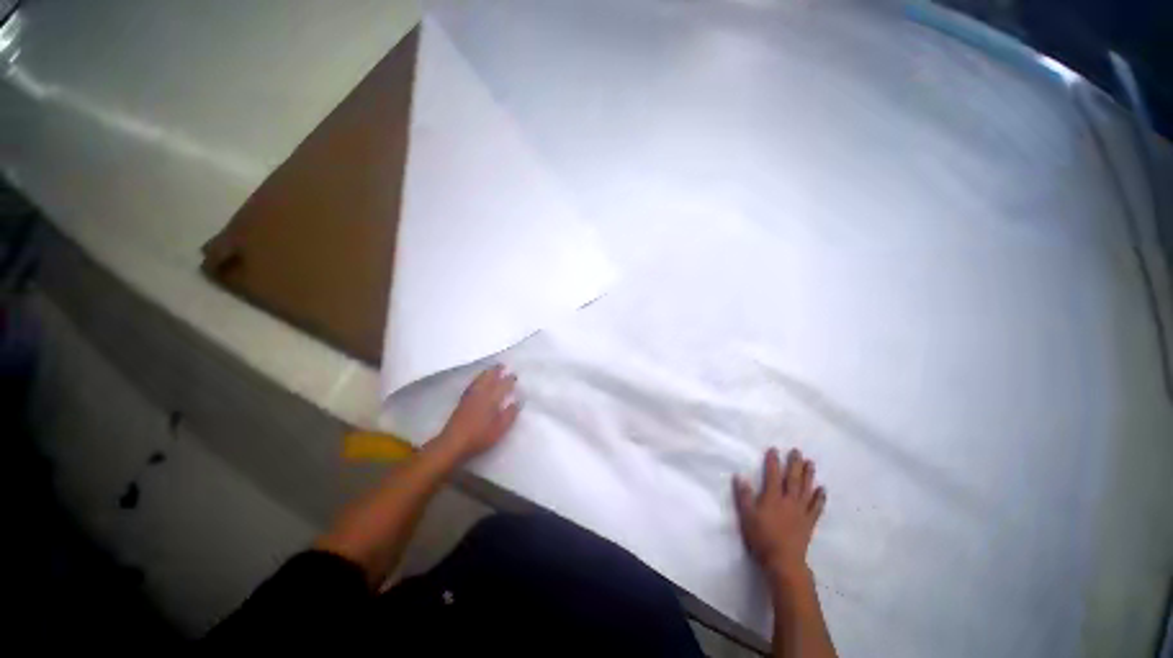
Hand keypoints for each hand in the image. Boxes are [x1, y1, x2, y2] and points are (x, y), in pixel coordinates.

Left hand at [433, 365, 521, 461]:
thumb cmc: (479, 436)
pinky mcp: (462, 402)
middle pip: (488, 378)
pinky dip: (478, 379)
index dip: (509, 380)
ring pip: (479, 380)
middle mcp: (480, 394)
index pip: (502, 385)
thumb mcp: (500, 428)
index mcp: (491, 399)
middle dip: (495, 371)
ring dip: (486, 373)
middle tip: (502, 365)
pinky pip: (472, 384)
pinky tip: (478, 382)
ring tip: (491, 369)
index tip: (514, 375)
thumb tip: (518, 401)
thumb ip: (510, 414)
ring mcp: (469, 397)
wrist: (453, 443)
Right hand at [733, 448, 825, 578]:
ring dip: (808, 475)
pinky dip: (819, 498)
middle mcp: (788, 501)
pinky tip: (822, 490)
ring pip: (806, 490)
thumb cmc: (761, 538)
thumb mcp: (746, 516)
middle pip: (792, 479)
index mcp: (772, 497)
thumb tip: (739, 477)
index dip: (773, 462)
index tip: (774, 449)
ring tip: (810, 463)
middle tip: (797, 451)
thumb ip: (743, 496)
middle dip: (794, 464)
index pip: (772, 475)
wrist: (784, 561)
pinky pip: (816, 507)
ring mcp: (800, 511)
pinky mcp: (808, 523)